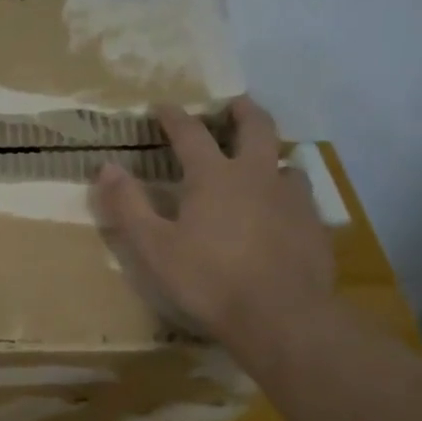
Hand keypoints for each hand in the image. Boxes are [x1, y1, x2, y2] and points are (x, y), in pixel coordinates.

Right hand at [92, 96, 333, 365]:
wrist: (281, 317)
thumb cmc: (208, 280)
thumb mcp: (154, 247)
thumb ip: (129, 205)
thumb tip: (107, 167)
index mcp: (214, 176)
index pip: (191, 133)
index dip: (174, 117)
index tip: (162, 107)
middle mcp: (257, 176)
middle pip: (257, 127)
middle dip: (243, 110)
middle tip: (235, 104)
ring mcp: (292, 199)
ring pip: (286, 162)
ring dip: (272, 155)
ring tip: (263, 164)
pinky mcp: (314, 226)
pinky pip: (302, 198)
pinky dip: (288, 194)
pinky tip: (283, 212)